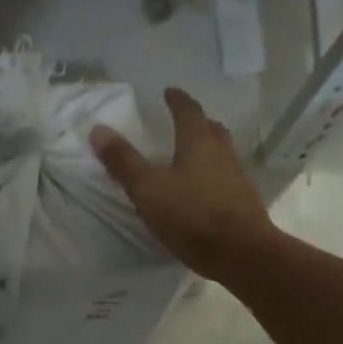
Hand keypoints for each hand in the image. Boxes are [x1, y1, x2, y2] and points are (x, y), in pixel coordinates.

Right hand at [90, 88, 275, 280]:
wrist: (241, 252)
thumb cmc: (191, 215)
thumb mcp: (148, 189)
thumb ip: (123, 162)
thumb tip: (98, 129)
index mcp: (198, 144)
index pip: (189, 112)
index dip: (178, 101)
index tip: (170, 92)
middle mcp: (222, 155)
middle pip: (213, 131)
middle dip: (199, 123)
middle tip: (186, 122)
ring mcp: (237, 180)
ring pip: (223, 156)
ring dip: (209, 151)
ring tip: (193, 158)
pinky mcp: (244, 205)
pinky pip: (227, 182)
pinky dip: (214, 179)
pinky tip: (205, 194)